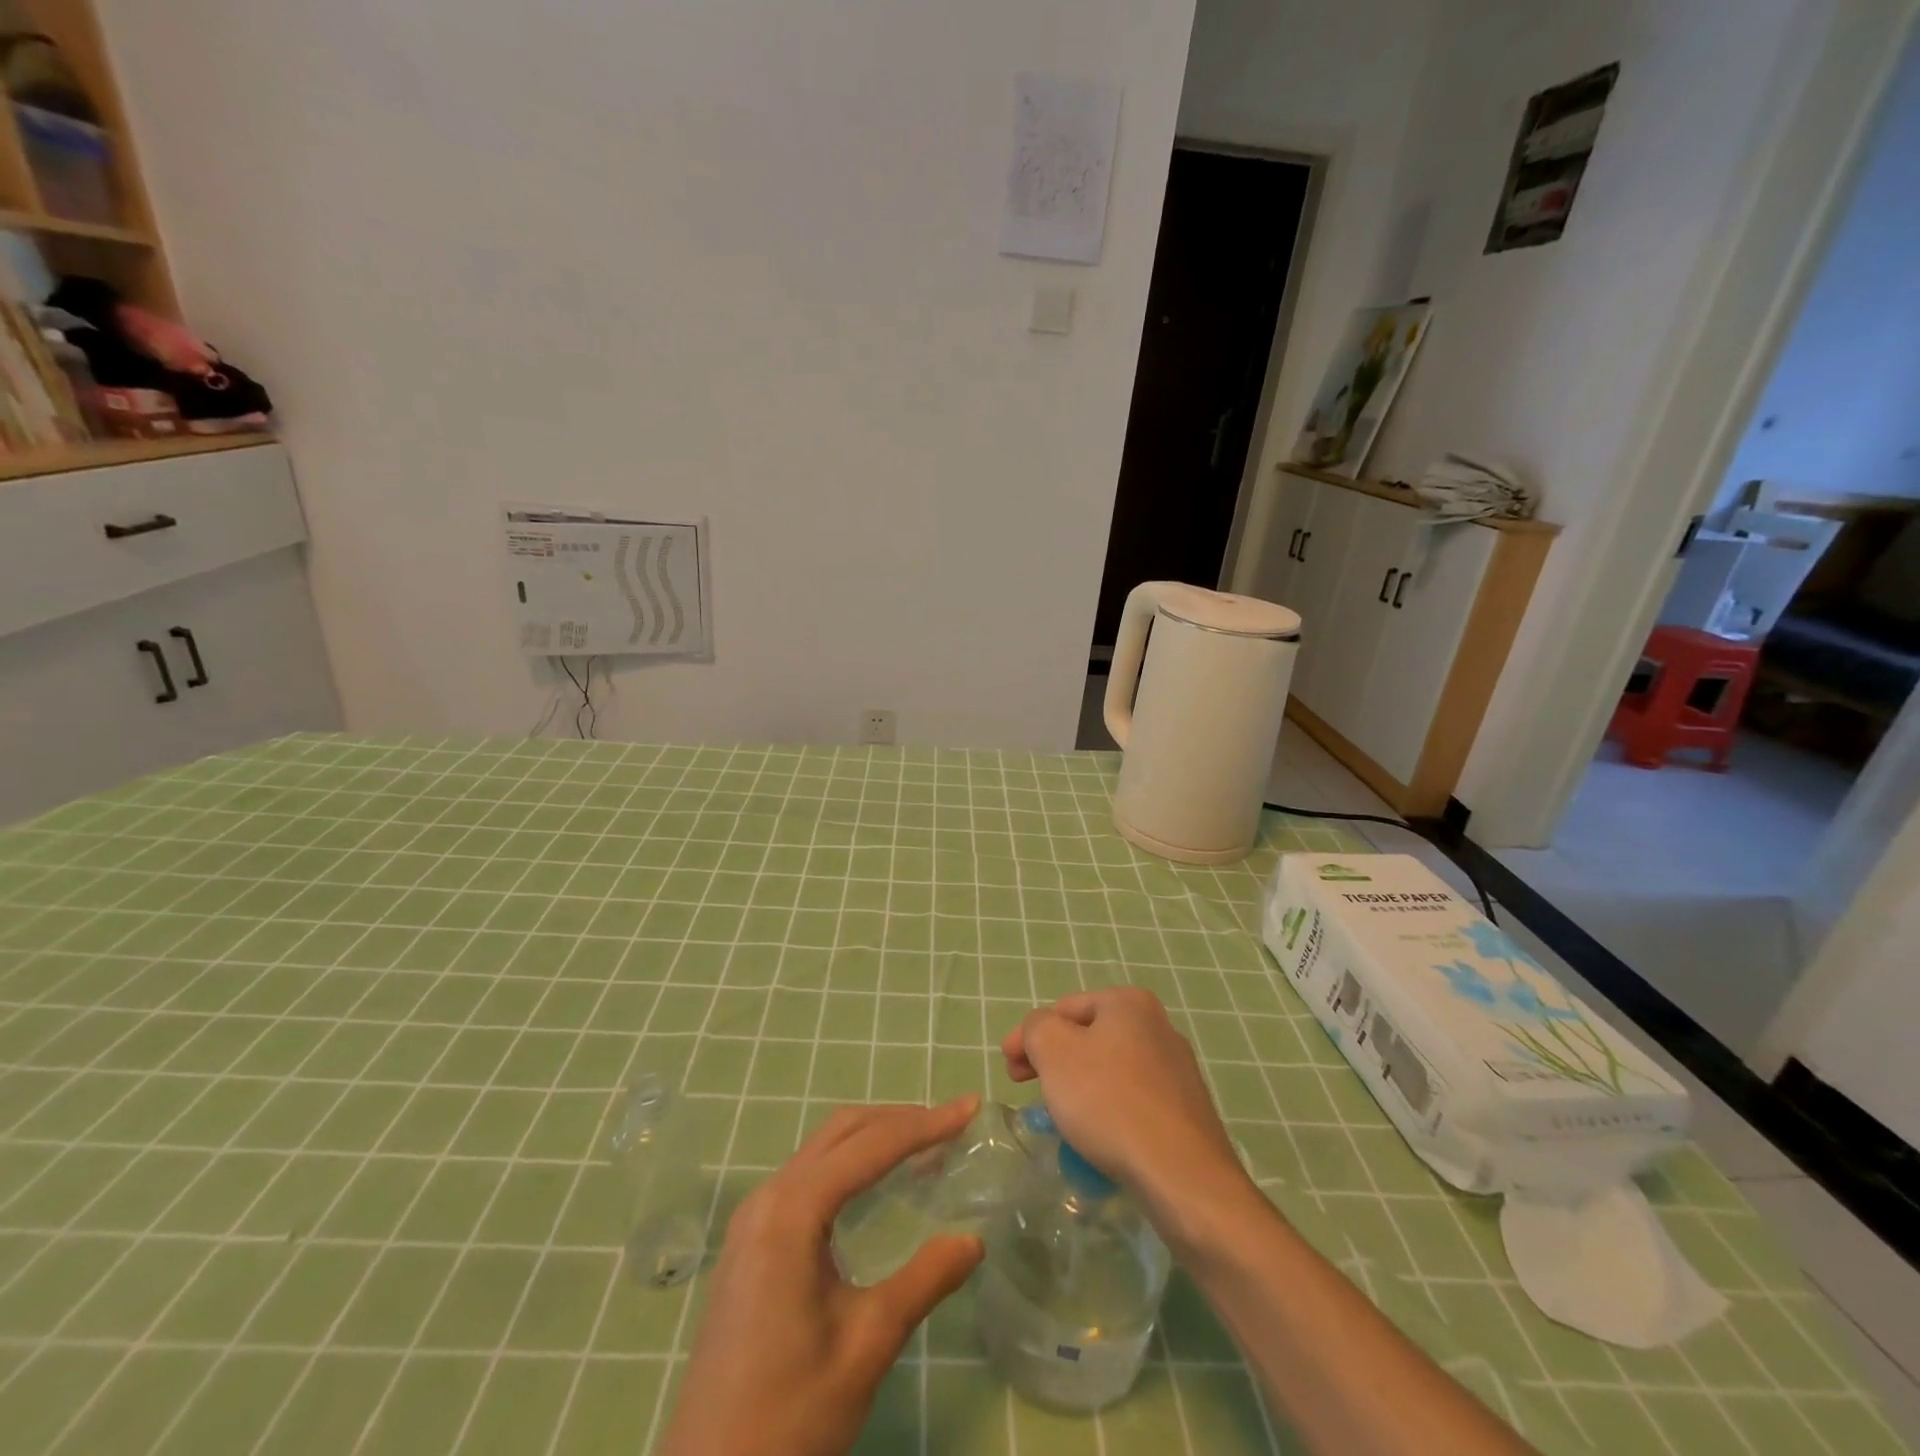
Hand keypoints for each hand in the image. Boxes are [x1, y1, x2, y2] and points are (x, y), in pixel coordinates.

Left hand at [660, 1098, 985, 1455]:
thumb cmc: (789, 1416)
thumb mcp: (868, 1345)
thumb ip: (924, 1281)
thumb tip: (974, 1240)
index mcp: (791, 1212)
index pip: (870, 1146)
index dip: (925, 1124)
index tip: (969, 1108)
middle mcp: (767, 1198)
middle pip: (842, 1132)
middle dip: (899, 1120)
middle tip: (952, 1123)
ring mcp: (753, 1219)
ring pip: (822, 1150)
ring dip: (874, 1138)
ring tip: (925, 1145)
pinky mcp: (750, 1243)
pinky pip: (807, 1177)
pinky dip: (850, 1164)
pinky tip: (876, 1184)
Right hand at [1001, 987, 1248, 1227]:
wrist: (1182, 1176)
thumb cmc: (1110, 1102)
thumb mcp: (1054, 1051)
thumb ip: (1036, 1027)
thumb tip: (1041, 1031)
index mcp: (1128, 1003)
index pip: (1063, 1009)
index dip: (1029, 1037)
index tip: (1008, 1070)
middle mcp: (1158, 1026)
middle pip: (1088, 1037)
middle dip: (1053, 1062)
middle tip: (1027, 1090)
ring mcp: (1177, 1069)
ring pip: (1110, 1070)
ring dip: (1079, 1087)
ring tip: (1061, 1117)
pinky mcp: (1185, 1110)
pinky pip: (1133, 1101)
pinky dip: (1108, 1111)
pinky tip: (1098, 1138)